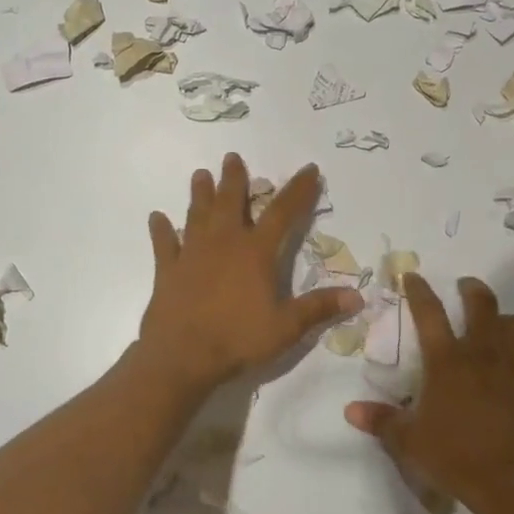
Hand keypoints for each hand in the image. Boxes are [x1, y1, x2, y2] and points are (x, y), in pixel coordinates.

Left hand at [139, 155, 362, 392]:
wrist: (181, 357)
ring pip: (197, 215)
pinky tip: (156, 217)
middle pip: (230, 202)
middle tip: (232, 157)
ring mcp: (191, 254)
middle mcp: (223, 243)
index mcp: (255, 253)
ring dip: (200, 194)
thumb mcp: (286, 327)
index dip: (299, 190)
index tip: (310, 169)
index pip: (283, 213)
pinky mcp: (167, 271)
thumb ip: (319, 308)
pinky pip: (163, 244)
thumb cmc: (237, 339)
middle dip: (234, 179)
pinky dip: (160, 230)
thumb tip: (357, 296)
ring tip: (200, 174)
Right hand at [344, 274, 513, 513]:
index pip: (430, 313)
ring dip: (501, 317)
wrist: (513, 483)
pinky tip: (501, 375)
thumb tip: (351, 411)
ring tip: (491, 322)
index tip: (413, 275)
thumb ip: (382, 421)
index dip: (419, 291)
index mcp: (447, 361)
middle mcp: (481, 356)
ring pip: (513, 326)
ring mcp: (511, 371)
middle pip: (483, 306)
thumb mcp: (409, 442)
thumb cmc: (455, 456)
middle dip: (473, 289)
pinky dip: (511, 357)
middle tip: (465, 285)